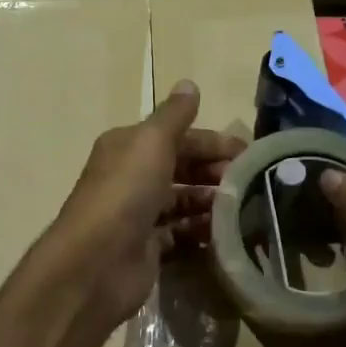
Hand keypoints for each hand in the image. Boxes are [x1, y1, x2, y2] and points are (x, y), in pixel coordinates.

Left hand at [42, 80, 244, 330]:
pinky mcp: (146, 248)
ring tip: (243, 208)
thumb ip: (174, 115)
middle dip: (214, 172)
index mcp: (128, 147)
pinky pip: (180, 235)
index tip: (249, 152)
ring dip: (211, 202)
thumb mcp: (152, 142)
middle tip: (249, 183)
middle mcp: (131, 177)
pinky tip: (226, 233)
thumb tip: (189, 84)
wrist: (96, 262)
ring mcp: (138, 215)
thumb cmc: (126, 193)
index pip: (177, 136)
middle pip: (181, 168)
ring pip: (182, 202)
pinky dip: (201, 232)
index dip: (212, 141)